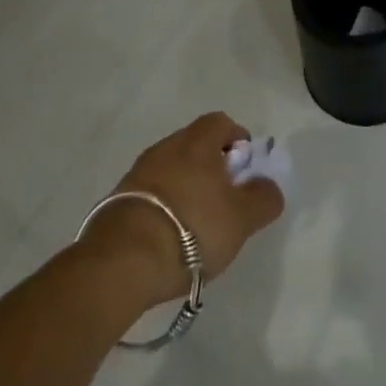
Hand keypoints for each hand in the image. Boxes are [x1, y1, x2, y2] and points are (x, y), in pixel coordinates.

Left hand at [81, 112, 284, 305]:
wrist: (122, 262)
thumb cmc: (192, 229)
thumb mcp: (241, 218)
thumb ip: (263, 198)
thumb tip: (269, 186)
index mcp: (197, 142)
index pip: (221, 122)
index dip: (237, 139)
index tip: (244, 168)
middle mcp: (166, 147)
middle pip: (195, 145)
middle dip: (211, 166)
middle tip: (223, 200)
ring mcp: (137, 173)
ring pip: (171, 169)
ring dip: (185, 187)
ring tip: (196, 224)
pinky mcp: (116, 201)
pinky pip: (150, 194)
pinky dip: (163, 207)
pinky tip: (168, 237)